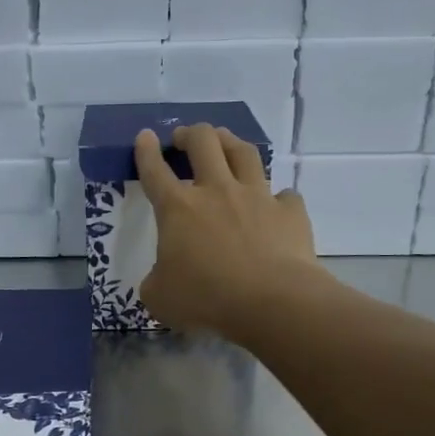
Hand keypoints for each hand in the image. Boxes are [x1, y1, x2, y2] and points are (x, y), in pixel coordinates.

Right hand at [134, 124, 318, 337]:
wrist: (271, 301)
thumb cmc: (206, 299)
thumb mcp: (161, 298)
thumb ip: (156, 281)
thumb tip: (161, 278)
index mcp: (178, 209)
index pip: (155, 171)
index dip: (146, 152)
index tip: (145, 137)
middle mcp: (217, 191)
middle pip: (203, 143)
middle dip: (190, 134)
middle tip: (184, 138)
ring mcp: (257, 197)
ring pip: (244, 153)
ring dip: (231, 142)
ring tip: (226, 142)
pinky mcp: (289, 211)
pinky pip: (284, 196)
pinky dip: (277, 198)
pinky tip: (276, 205)